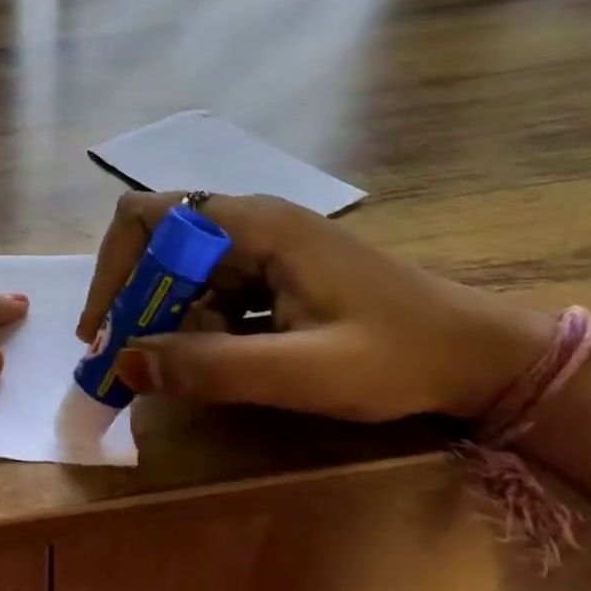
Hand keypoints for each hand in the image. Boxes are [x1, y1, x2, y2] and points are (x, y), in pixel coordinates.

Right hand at [78, 193, 552, 422]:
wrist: (486, 358)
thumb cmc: (402, 357)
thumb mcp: (304, 372)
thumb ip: (211, 367)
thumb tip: (123, 364)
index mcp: (254, 225)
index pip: (147, 219)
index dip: (113, 269)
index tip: (104, 329)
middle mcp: (251, 222)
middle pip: (159, 244)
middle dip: (135, 301)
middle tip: (128, 361)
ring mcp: (265, 245)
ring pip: (183, 270)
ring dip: (166, 317)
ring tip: (174, 370)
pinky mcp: (277, 270)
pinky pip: (214, 288)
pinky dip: (197, 323)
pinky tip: (219, 360)